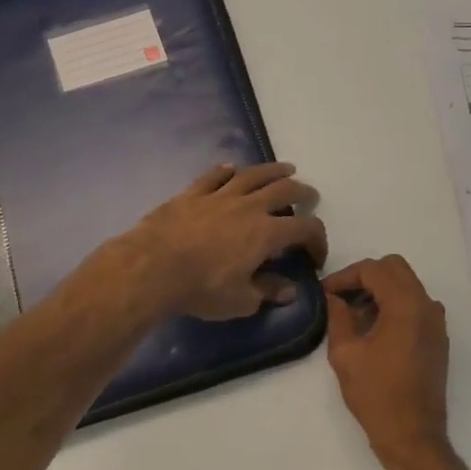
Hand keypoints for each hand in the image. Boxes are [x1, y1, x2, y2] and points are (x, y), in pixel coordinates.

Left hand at [120, 163, 327, 320]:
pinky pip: (214, 176)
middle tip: (309, 196)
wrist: (152, 267)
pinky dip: (226, 170)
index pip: (305, 228)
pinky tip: (232, 168)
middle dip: (302, 192)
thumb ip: (268, 292)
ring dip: (273, 170)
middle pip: (284, 190)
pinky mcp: (192, 194)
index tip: (315, 257)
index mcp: (267, 233)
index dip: (318, 240)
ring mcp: (219, 196)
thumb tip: (290, 290)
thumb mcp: (241, 301)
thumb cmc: (202, 288)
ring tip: (285, 169)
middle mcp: (249, 207)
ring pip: (252, 175)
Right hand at [323, 256, 453, 469]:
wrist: (413, 436)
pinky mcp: (438, 338)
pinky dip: (394, 305)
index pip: (374, 270)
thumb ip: (338, 316)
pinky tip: (373, 328)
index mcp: (406, 305)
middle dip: (365, 276)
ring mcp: (436, 322)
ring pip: (407, 285)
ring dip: (380, 290)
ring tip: (353, 314)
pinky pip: (415, 305)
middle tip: (340, 296)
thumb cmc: (376, 395)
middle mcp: (427, 306)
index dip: (345, 276)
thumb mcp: (345, 354)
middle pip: (395, 269)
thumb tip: (334, 297)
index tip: (325, 292)